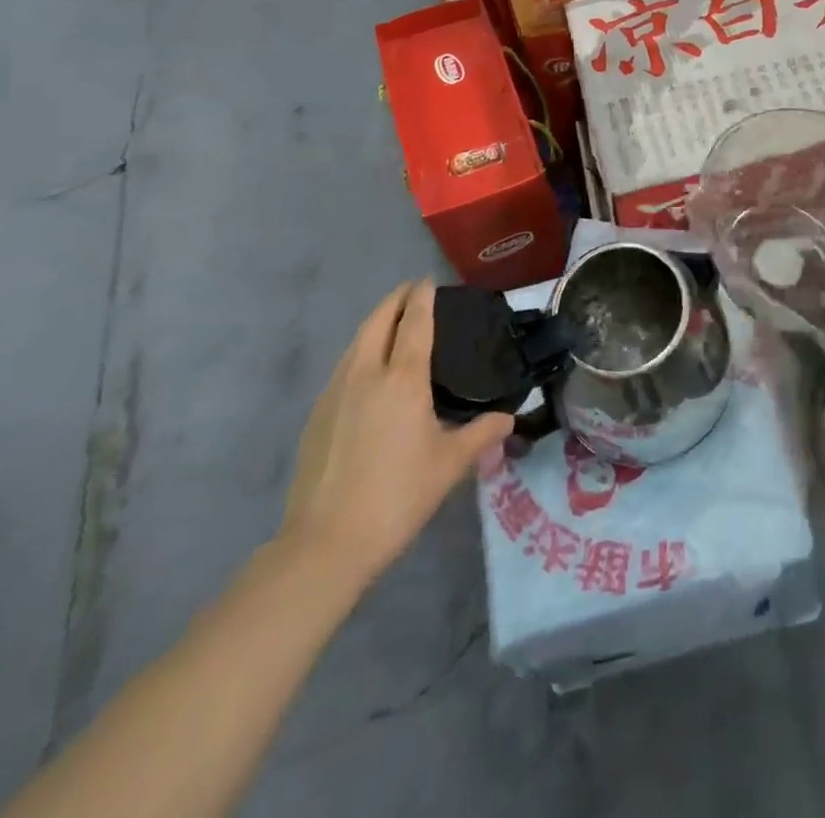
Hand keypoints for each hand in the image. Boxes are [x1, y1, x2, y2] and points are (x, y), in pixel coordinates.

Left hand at [283, 281, 512, 585]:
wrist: (326, 542)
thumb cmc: (398, 495)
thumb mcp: (450, 465)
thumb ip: (482, 434)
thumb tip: (508, 419)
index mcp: (402, 378)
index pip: (414, 322)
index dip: (422, 297)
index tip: (429, 281)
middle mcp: (366, 374)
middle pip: (378, 321)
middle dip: (396, 300)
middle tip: (413, 292)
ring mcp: (335, 393)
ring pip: (356, 342)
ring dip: (375, 323)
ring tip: (393, 323)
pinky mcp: (317, 415)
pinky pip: (343, 366)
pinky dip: (360, 351)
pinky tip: (368, 371)